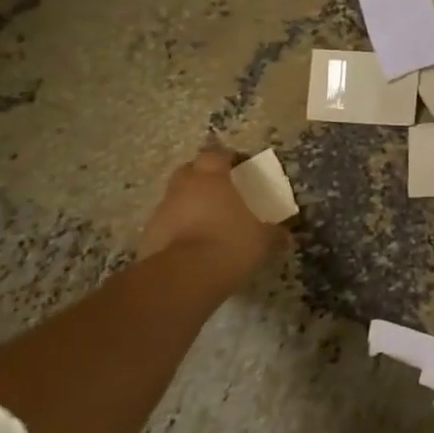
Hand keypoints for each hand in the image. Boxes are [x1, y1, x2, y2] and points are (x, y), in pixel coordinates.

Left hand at [138, 149, 287, 285]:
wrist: (184, 277)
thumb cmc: (231, 244)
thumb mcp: (264, 240)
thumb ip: (274, 233)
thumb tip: (285, 234)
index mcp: (212, 178)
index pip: (217, 155)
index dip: (228, 159)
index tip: (240, 168)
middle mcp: (183, 187)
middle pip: (190, 170)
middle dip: (203, 177)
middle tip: (221, 191)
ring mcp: (162, 211)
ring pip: (175, 198)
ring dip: (188, 205)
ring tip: (207, 223)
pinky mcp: (148, 236)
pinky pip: (166, 225)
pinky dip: (177, 230)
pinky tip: (192, 246)